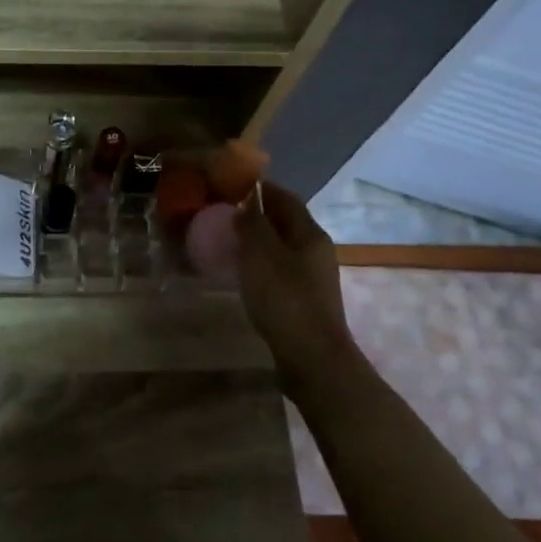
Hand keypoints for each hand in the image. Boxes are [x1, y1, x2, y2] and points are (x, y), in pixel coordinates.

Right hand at [235, 181, 359, 383]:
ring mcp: (313, 276)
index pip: (285, 198)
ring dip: (258, 239)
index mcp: (309, 233)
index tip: (231, 183)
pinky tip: (242, 272)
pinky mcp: (305, 298)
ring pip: (282, 246)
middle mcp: (316, 250)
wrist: (312, 358)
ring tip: (228, 240)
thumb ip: (252, 224)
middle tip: (224, 212)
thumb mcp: (261, 255)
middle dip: (257, 213)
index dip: (259, 187)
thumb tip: (245, 203)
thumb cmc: (285, 299)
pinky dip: (261, 262)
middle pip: (286, 221)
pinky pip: (280, 268)